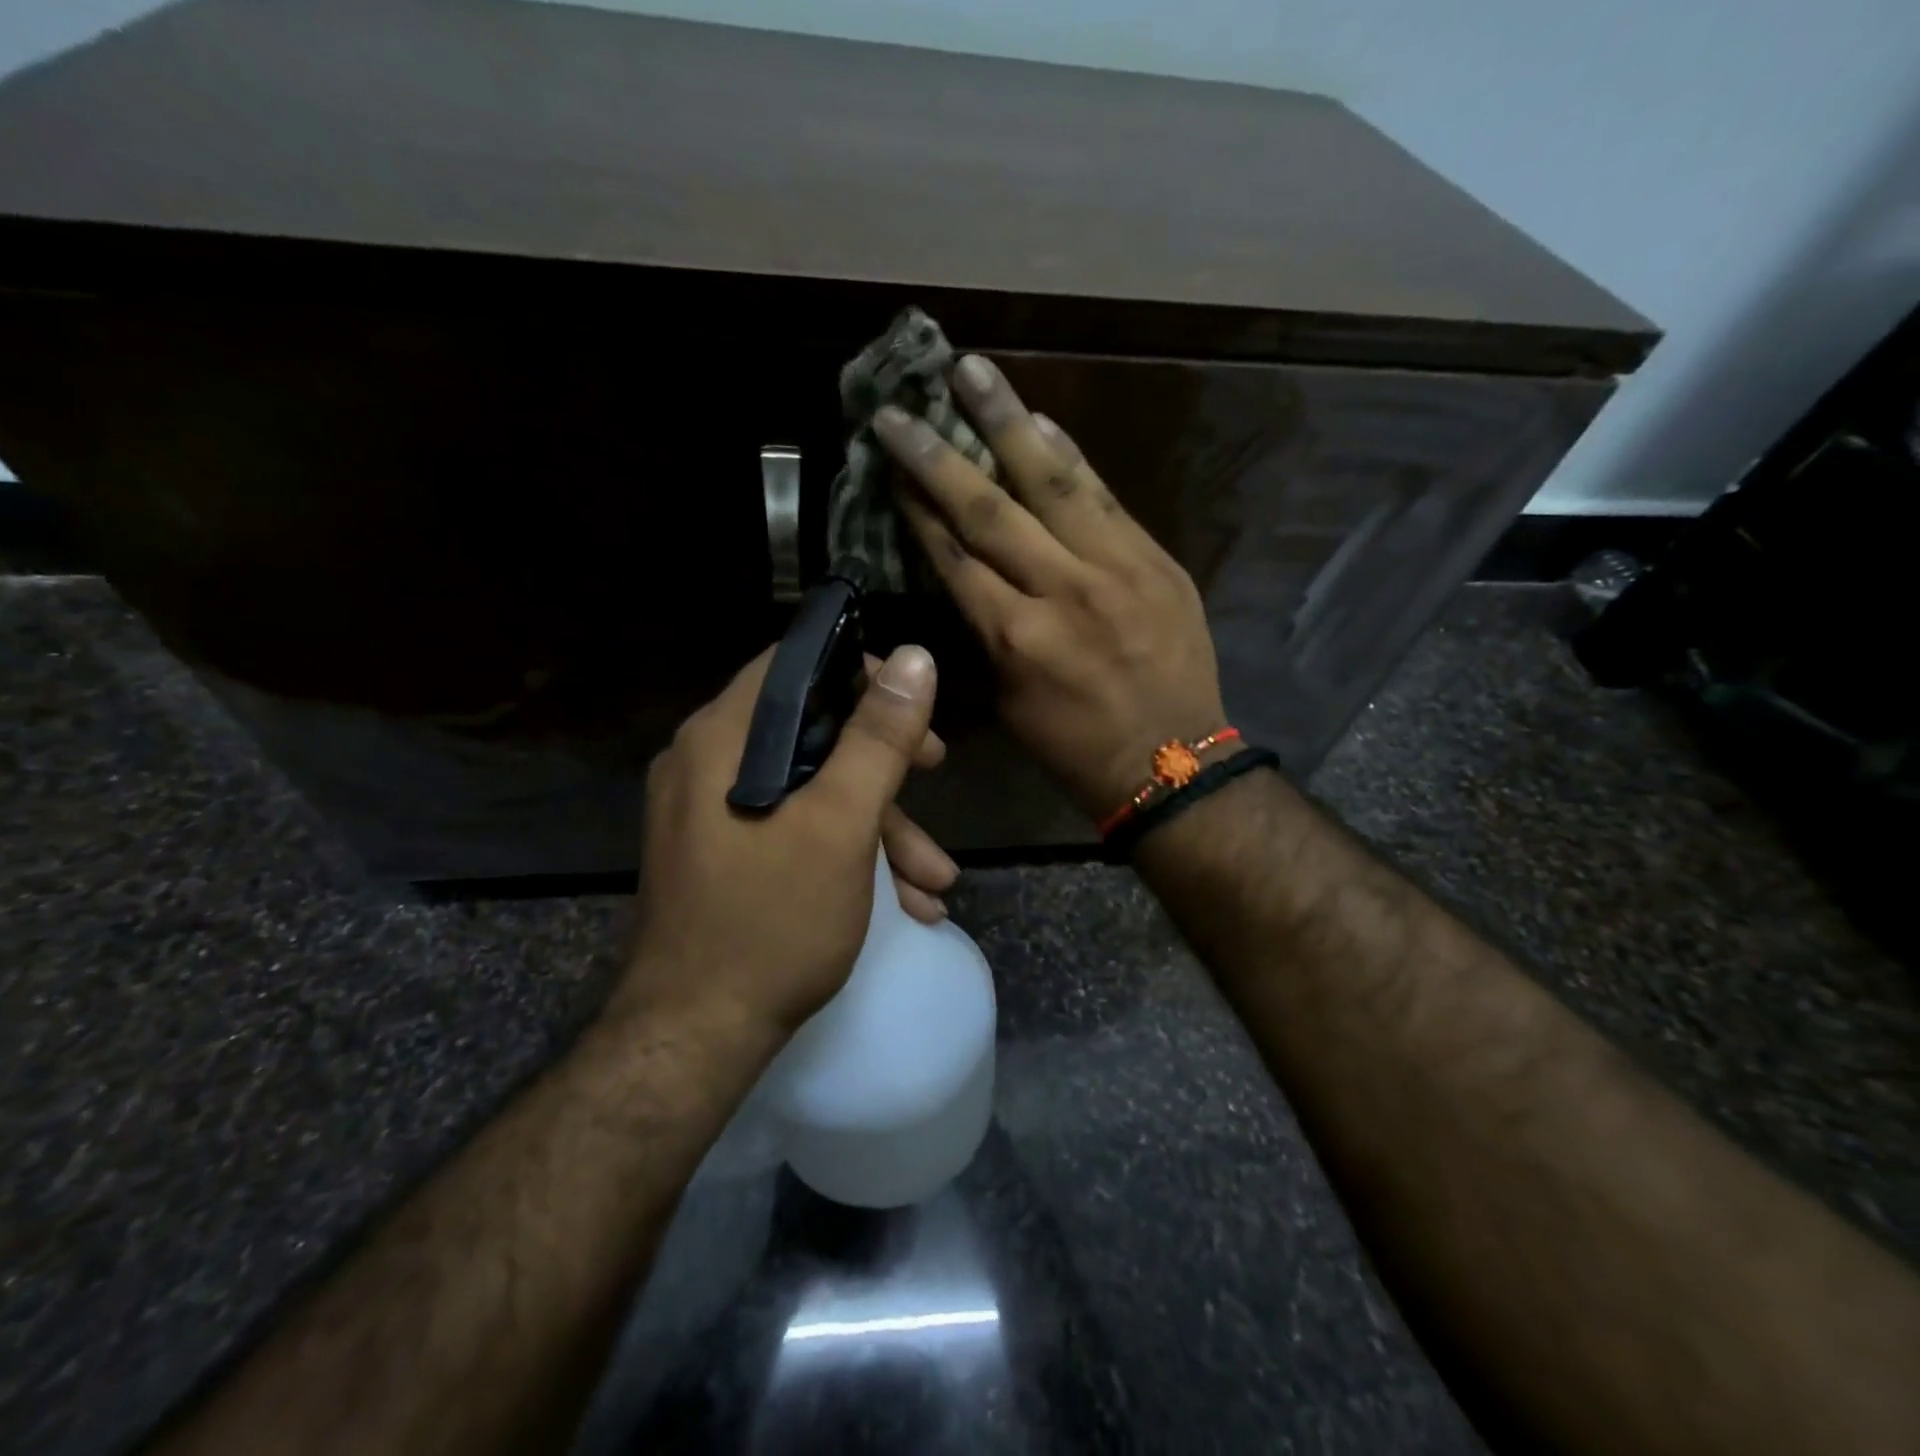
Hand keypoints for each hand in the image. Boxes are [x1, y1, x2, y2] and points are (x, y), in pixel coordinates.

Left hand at [617, 644, 954, 1036]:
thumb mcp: (842, 824)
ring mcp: (710, 813)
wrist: (695, 1038)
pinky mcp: (723, 855)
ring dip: (880, 826)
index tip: (911, 703)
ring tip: (936, 880)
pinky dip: (846, 853)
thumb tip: (916, 658)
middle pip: (809, 729)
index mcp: (722, 739)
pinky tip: (903, 902)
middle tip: (935, 770)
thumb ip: (878, 738)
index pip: (793, 665)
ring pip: (808, 788)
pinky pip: (791, 829)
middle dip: (884, 758)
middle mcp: (706, 764)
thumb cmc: (772, 921)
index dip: (859, 670)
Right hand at [874, 356, 1226, 819]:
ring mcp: (1116, 569)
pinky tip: (1041, 420)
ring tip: (974, 371)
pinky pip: (1106, 496)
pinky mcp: (1156, 560)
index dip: (916, 507)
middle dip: (938, 455)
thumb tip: (962, 573)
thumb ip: (984, 633)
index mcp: (1015, 639)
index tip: (890, 464)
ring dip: (1007, 422)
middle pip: (988, 510)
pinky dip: (1071, 455)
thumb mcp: (1009, 703)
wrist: (1174, 763)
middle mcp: (1061, 592)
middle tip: (901, 407)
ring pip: (1051, 483)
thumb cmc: (1075, 746)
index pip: (954, 556)